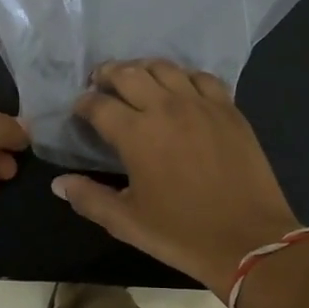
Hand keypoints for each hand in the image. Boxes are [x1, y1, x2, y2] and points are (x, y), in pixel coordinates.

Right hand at [51, 60, 303, 296]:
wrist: (249, 240)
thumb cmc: (181, 234)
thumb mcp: (126, 222)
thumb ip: (88, 198)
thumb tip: (59, 183)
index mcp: (136, 133)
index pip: (98, 104)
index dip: (83, 103)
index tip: (80, 110)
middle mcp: (165, 107)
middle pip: (128, 73)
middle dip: (108, 74)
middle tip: (101, 83)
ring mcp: (200, 104)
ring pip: (165, 67)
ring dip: (143, 68)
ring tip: (137, 79)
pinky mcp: (229, 109)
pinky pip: (202, 77)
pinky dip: (184, 77)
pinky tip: (180, 89)